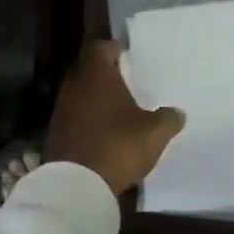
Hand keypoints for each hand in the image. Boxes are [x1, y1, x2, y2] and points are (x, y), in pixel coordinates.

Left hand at [45, 41, 185, 196]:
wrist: (77, 186)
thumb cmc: (118, 145)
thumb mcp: (155, 132)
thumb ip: (168, 118)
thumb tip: (177, 113)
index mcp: (96, 76)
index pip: (100, 48)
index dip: (114, 50)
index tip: (129, 58)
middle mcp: (74, 88)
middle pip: (89, 72)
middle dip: (107, 77)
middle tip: (129, 85)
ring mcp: (61, 112)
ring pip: (81, 97)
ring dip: (97, 102)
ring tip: (120, 112)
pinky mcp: (56, 136)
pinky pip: (76, 120)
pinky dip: (89, 123)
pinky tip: (106, 136)